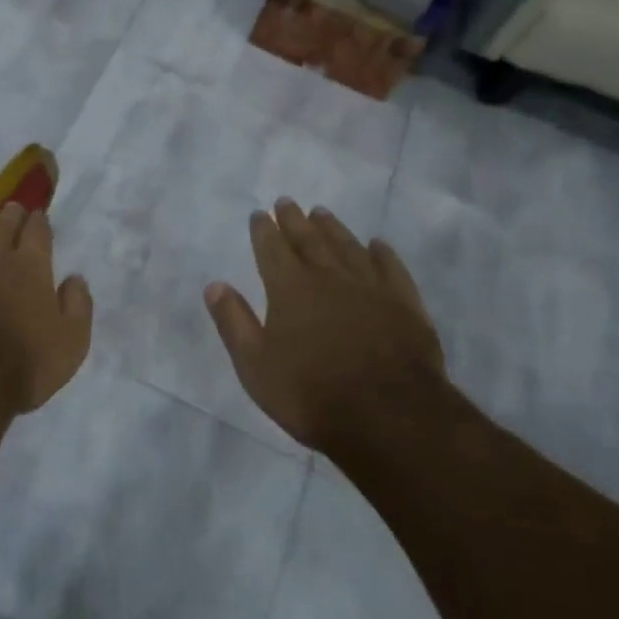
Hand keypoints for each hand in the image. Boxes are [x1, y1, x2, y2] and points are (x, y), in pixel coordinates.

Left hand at [0, 203, 92, 414]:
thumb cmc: (23, 364)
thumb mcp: (71, 342)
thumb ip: (78, 305)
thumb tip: (75, 278)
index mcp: (31, 267)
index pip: (37, 232)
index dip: (39, 221)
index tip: (39, 215)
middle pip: (3, 224)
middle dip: (11, 213)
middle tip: (13, 208)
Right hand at [205, 199, 446, 453]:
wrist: (388, 417)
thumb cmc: (311, 394)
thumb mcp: (256, 365)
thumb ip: (234, 322)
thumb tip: (214, 285)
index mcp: (290, 289)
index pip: (272, 249)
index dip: (264, 230)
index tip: (259, 213)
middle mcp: (328, 277)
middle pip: (308, 240)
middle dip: (294, 220)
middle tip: (287, 202)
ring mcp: (370, 287)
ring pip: (347, 246)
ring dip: (332, 228)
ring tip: (322, 213)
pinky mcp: (404, 304)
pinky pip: (390, 268)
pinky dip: (381, 253)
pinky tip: (377, 245)